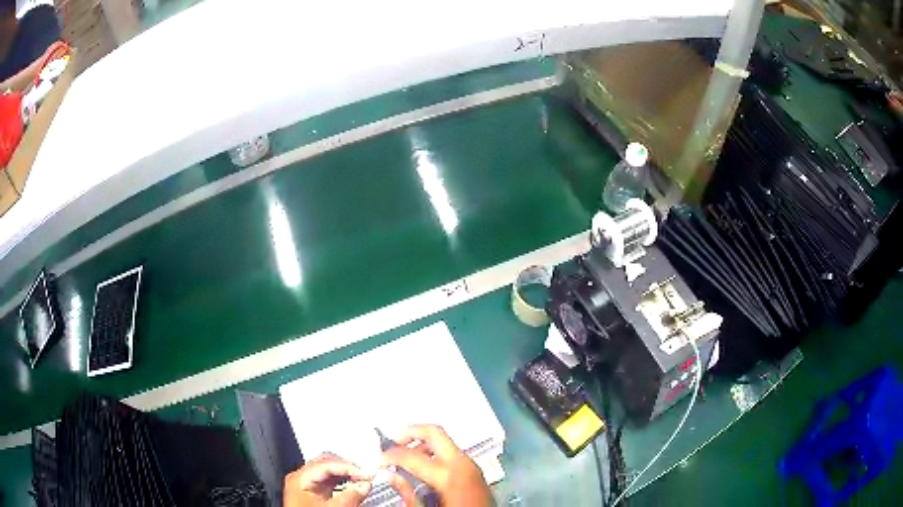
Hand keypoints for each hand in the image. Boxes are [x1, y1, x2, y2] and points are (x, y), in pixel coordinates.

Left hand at [284, 453, 371, 506]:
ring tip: (360, 480)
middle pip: (326, 462)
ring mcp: (305, 485)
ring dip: (345, 474)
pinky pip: (328, 480)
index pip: (327, 463)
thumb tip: (364, 485)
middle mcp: (299, 478)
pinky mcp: (312, 492)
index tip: (365, 474)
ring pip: (327, 470)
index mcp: (299, 478)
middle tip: (364, 475)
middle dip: (347, 467)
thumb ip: (350, 496)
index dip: (349, 467)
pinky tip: (351, 486)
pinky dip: (341, 481)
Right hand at [382, 424, 491, 506]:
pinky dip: (435, 452)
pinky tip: (424, 467)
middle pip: (434, 432)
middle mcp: (462, 463)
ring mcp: (471, 465)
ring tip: (405, 457)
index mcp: (448, 475)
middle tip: (392, 442)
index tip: (380, 459)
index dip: (390, 455)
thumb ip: (409, 493)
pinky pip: (452, 453)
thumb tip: (392, 476)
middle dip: (410, 432)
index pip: (411, 455)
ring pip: (444, 440)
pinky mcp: (475, 470)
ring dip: (423, 443)